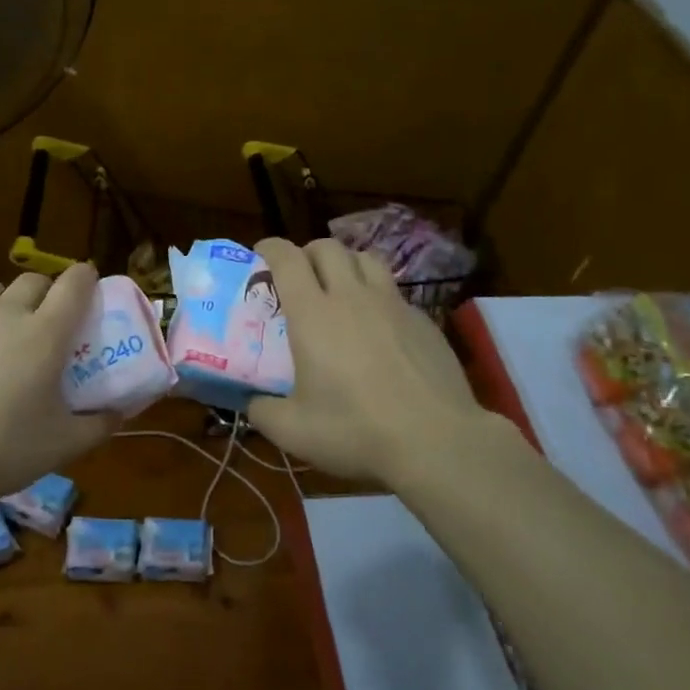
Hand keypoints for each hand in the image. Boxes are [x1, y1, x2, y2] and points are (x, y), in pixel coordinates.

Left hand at [0, 263, 118, 507]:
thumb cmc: (1, 451)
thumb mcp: (62, 446)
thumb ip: (97, 425)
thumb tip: (118, 414)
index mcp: (44, 334)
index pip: (74, 284)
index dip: (85, 277)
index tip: (89, 283)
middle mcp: (3, 314)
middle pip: (31, 281)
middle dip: (45, 292)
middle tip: (45, 320)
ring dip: (0, 300)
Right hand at [246, 238, 495, 485]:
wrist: (437, 442)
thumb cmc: (356, 431)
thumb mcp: (292, 431)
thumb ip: (262, 411)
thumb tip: (252, 403)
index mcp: (313, 314)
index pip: (287, 258)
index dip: (270, 247)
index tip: (260, 254)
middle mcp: (352, 297)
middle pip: (328, 248)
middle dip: (308, 253)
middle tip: (299, 277)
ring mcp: (393, 305)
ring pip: (366, 259)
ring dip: (346, 264)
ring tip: (339, 289)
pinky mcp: (424, 320)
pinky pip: (394, 292)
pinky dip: (377, 296)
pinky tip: (378, 328)